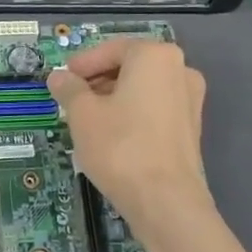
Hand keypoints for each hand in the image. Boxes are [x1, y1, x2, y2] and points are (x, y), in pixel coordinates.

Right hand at [47, 39, 209, 238]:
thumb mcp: (82, 114)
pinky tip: (112, 136)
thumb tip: (59, 77)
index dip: (82, 64)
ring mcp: (190, 99)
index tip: (62, 79)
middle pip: (129, 66)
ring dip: (114, 98)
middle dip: (98, 81)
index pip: (110, 50)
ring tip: (88, 120)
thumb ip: (69, 89)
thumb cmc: (120, 146)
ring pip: (143, 89)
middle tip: (72, 99)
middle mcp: (179, 69)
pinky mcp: (192, 127)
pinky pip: (155, 109)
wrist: (166, 202)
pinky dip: (133, 114)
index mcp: (154, 55)